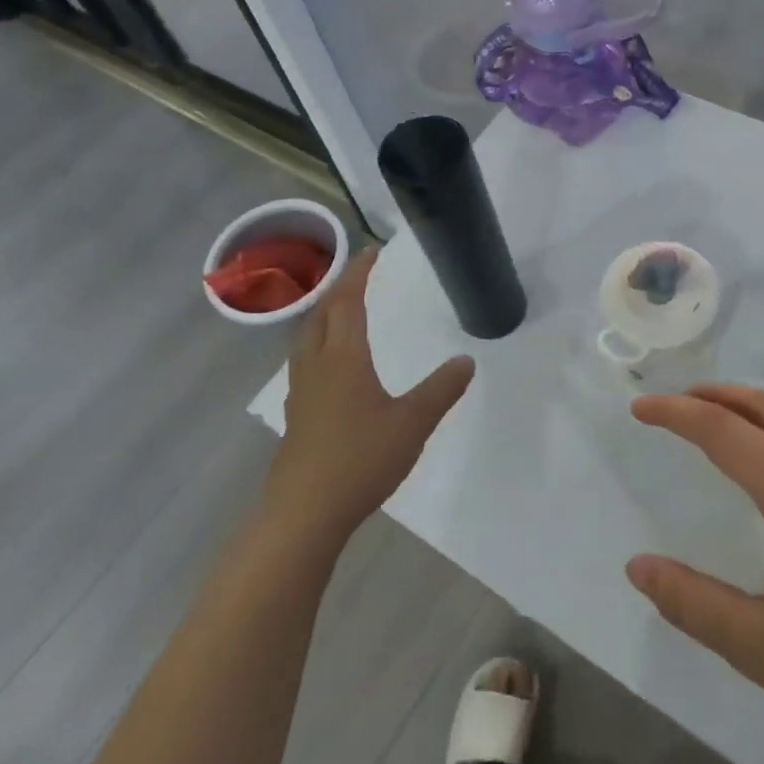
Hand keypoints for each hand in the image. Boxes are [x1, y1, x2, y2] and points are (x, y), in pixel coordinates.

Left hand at [263, 245, 475, 549]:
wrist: (304, 512)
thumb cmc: (360, 459)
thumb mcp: (413, 423)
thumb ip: (441, 389)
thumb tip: (467, 361)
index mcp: (344, 358)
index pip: (348, 302)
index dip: (359, 273)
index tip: (372, 251)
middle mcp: (316, 365)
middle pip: (321, 313)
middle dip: (338, 288)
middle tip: (359, 275)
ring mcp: (301, 391)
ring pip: (307, 337)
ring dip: (324, 314)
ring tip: (341, 310)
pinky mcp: (296, 415)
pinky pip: (305, 361)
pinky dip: (318, 343)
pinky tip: (330, 365)